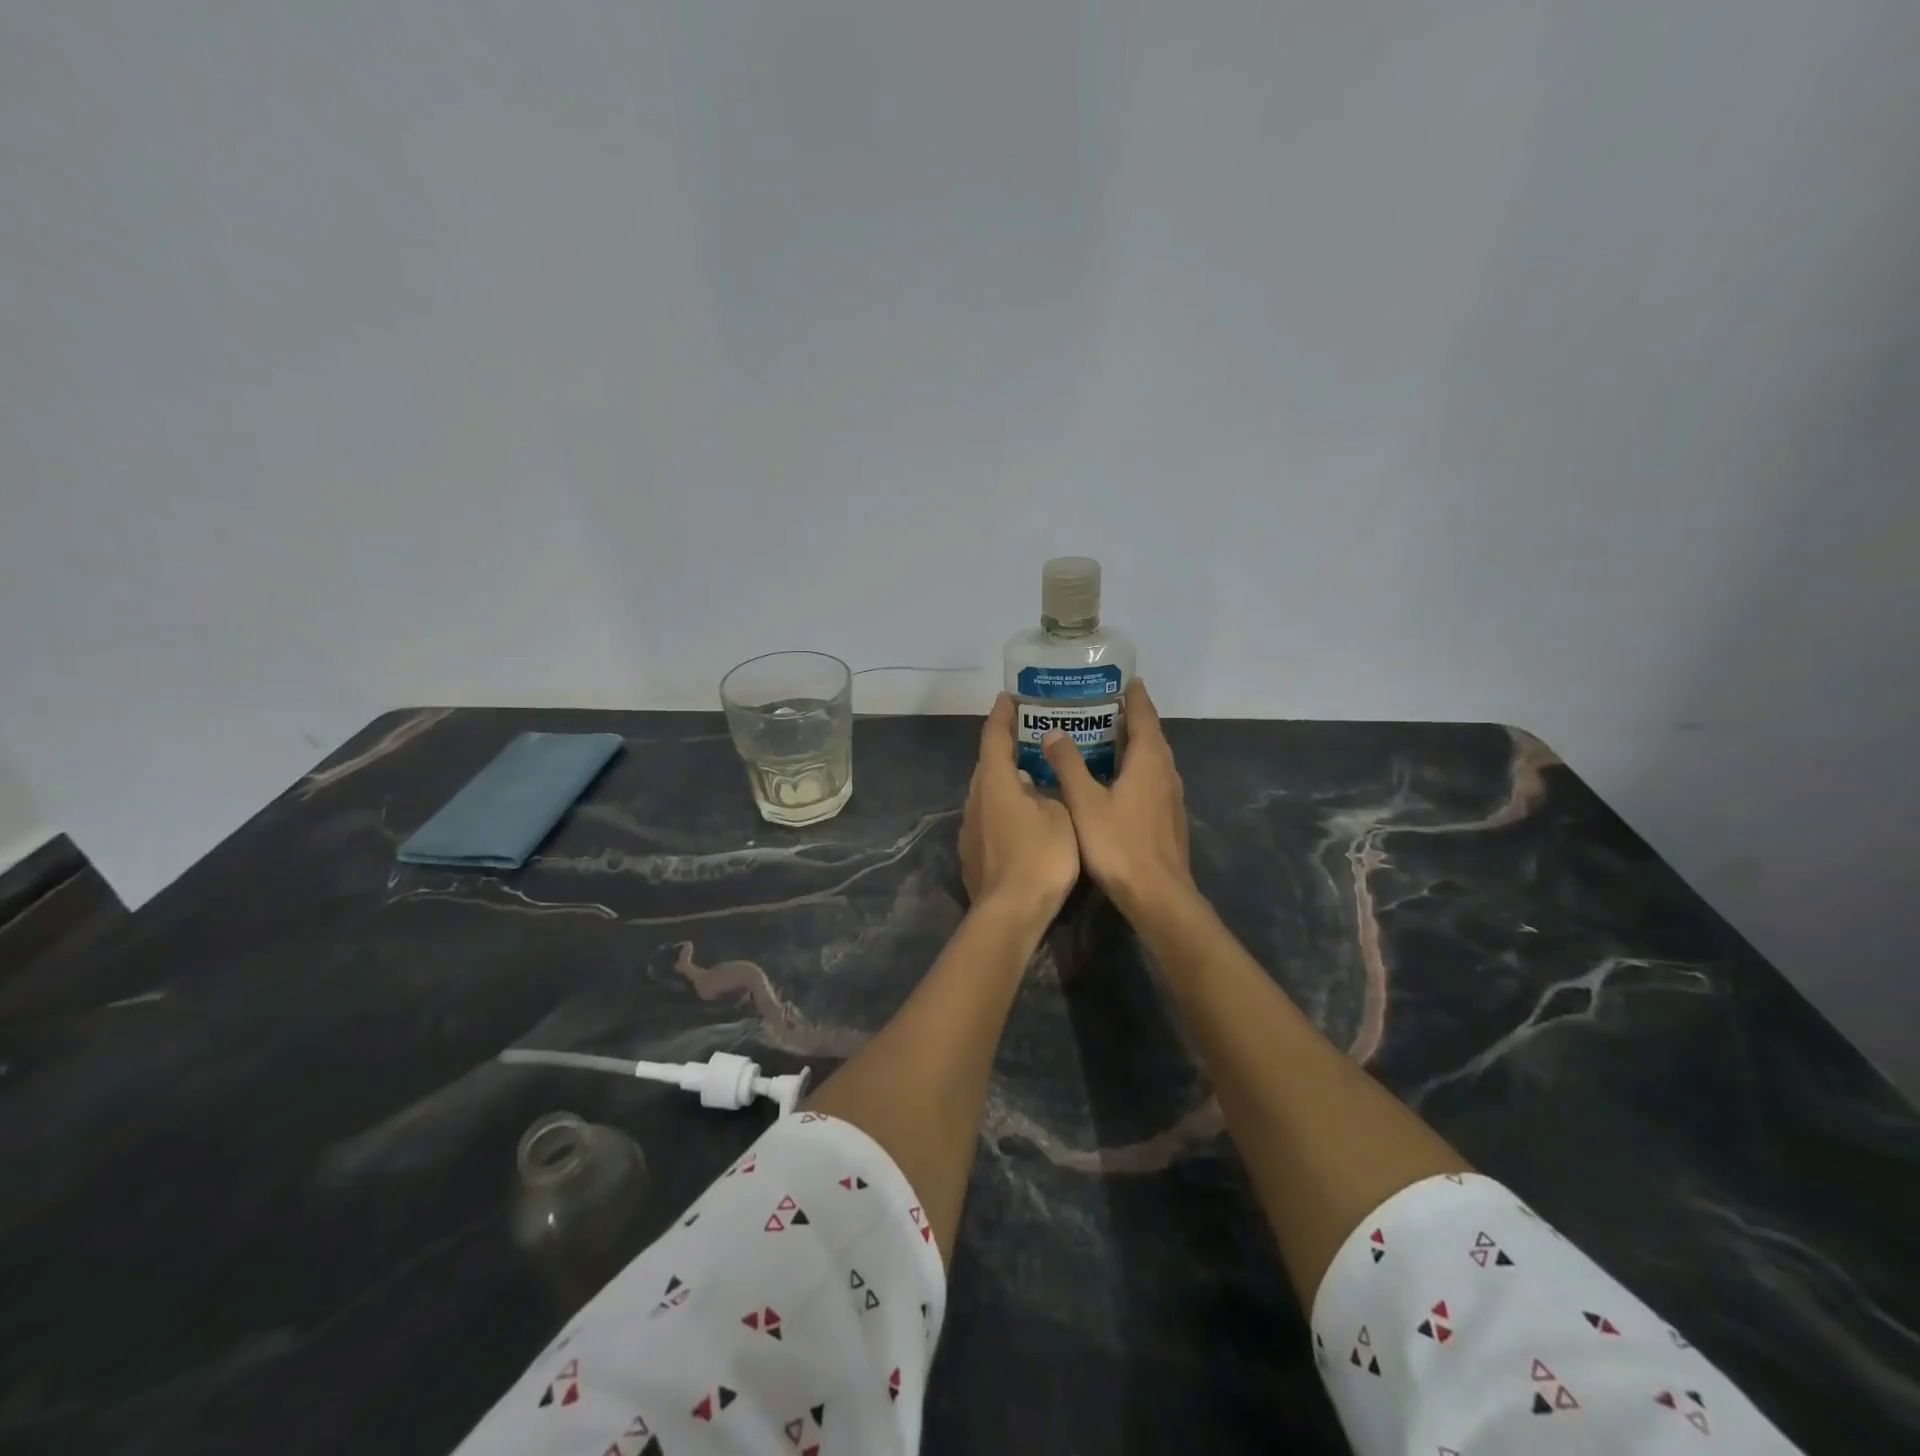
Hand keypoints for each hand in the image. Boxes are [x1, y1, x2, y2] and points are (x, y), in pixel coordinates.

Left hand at [960, 694, 1080, 918]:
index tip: (1008, 698)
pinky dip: (1002, 808)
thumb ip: (1047, 791)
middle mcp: (975, 799)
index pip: (994, 737)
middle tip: (1029, 736)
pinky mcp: (970, 852)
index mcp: (995, 782)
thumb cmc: (1041, 857)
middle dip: (1004, 747)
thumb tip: (1034, 782)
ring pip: (986, 793)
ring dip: (1004, 780)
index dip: (1002, 715)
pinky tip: (1021, 817)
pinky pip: (986, 817)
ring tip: (1029, 776)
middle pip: (987, 764)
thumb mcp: (1060, 816)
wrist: (1011, 912)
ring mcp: (969, 827)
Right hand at [1041, 679, 1193, 914]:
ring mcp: (1170, 795)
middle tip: (1095, 705)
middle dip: (1127, 716)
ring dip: (1130, 743)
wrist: (1158, 895)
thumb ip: (1069, 765)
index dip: (1133, 694)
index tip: (1119, 678)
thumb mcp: (1085, 802)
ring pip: (1150, 757)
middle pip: (1149, 733)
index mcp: (1149, 760)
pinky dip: (1132, 766)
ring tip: (1099, 736)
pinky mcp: (1167, 815)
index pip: (1144, 714)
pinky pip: (1150, 777)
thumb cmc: (1119, 844)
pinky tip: (1110, 777)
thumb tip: (1054, 732)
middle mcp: (1165, 770)